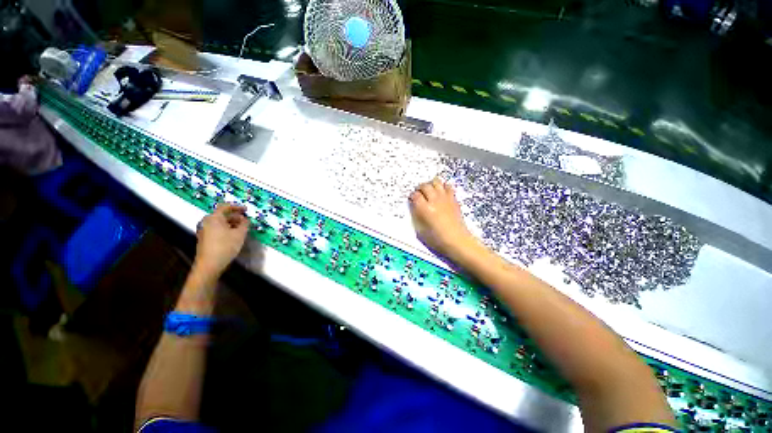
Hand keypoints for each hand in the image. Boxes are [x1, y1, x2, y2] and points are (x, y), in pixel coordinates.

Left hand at [193, 203, 249, 276]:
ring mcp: (204, 230)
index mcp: (214, 217)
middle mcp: (207, 222)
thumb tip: (246, 219)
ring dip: (232, 223)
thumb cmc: (225, 246)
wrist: (209, 264)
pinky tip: (234, 235)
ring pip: (220, 222)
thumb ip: (245, 224)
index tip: (246, 210)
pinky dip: (226, 229)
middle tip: (246, 220)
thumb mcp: (240, 234)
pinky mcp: (205, 238)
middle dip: (235, 216)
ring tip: (242, 228)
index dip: (237, 207)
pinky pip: (217, 229)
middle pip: (222, 215)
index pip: (225, 206)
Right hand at [409, 178, 475, 257]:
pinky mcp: (453, 199)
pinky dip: (443, 187)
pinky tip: (441, 193)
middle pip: (424, 185)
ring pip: (436, 182)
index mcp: (425, 209)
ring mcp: (445, 198)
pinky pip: (448, 186)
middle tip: (419, 194)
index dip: (412, 196)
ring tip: (430, 191)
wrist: (457, 240)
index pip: (415, 195)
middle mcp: (434, 200)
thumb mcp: (421, 230)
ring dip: (431, 185)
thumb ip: (416, 216)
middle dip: (420, 188)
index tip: (412, 200)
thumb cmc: (437, 239)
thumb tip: (415, 207)